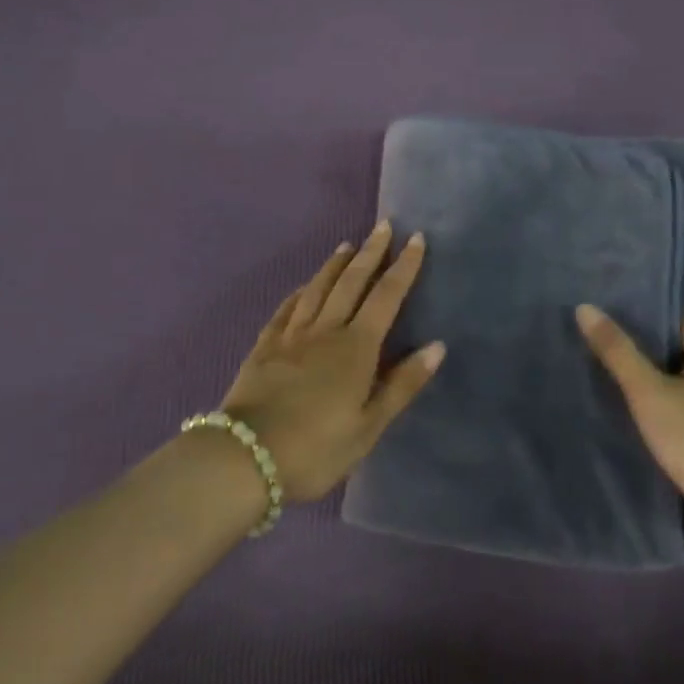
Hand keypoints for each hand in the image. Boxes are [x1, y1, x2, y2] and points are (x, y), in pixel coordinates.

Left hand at [220, 222, 444, 502]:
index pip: (386, 297)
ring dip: (335, 264)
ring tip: (347, 245)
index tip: (415, 239)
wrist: (245, 458)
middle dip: (371, 253)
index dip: (403, 267)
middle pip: (351, 282)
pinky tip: (303, 286)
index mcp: (356, 348)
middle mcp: (325, 331)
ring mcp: (291, 336)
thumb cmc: (317, 448)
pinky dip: (300, 292)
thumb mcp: (369, 426)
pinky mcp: (265, 347)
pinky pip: (286, 309)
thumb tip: (437, 345)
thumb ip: (403, 384)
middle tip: (384, 225)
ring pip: (318, 289)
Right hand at [576, 305, 683, 516]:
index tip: (610, 322)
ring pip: (681, 386)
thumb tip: (585, 308)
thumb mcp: (648, 391)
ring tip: (609, 381)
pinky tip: (635, 417)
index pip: (680, 322)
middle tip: (601, 350)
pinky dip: (663, 412)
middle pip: (679, 354)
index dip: (647, 320)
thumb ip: (617, 351)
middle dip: (645, 353)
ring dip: (653, 386)